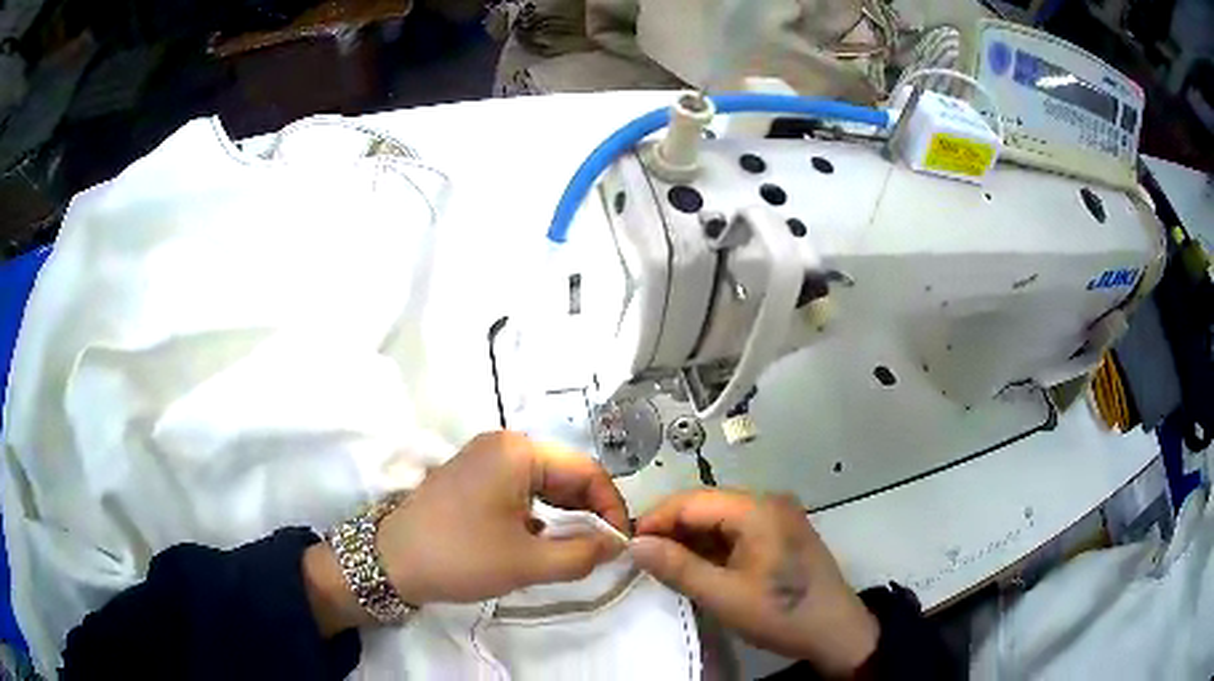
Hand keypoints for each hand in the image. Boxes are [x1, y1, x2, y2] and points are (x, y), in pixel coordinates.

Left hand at [376, 431, 628, 604]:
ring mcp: (485, 458)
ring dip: (566, 514)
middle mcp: (504, 444)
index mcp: (519, 451)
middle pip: (567, 473)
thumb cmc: (459, 556)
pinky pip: (521, 489)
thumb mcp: (527, 563)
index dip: (612, 508)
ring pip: (545, 482)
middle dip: (589, 511)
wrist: (389, 561)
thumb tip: (617, 545)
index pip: (588, 472)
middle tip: (602, 550)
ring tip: (577, 548)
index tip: (620, 545)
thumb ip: (582, 554)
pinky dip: (540, 513)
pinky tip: (543, 540)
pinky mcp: (472, 477)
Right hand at [629, 490, 877, 677]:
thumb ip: (678, 567)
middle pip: (706, 505)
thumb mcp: (724, 595)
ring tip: (666, 567)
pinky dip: (714, 547)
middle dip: (672, 530)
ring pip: (720, 519)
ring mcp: (779, 516)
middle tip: (644, 560)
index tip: (628, 546)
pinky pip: (738, 530)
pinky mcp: (782, 533)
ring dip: (692, 540)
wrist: (836, 631)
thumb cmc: (780, 613)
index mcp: (757, 509)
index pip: (692, 500)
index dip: (656, 519)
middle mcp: (769, 502)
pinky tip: (699, 567)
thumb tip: (635, 544)